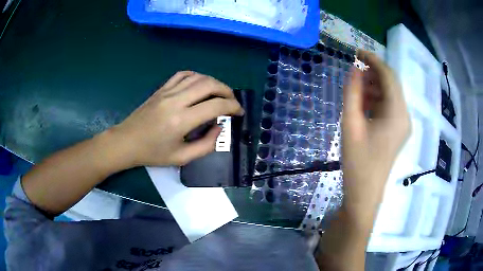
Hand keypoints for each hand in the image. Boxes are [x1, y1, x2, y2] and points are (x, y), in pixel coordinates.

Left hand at [112, 71, 243, 166]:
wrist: (127, 142)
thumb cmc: (153, 153)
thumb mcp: (182, 158)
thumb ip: (206, 144)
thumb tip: (219, 127)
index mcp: (181, 120)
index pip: (216, 106)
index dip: (233, 107)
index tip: (239, 113)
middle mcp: (176, 101)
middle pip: (209, 85)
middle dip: (227, 91)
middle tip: (232, 101)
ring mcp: (167, 91)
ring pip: (198, 77)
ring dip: (214, 82)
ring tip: (220, 93)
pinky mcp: (161, 88)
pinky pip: (183, 74)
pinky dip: (197, 76)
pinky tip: (200, 85)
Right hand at [341, 51, 409, 227]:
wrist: (365, 194)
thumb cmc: (357, 162)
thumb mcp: (350, 124)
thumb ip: (352, 93)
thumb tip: (355, 68)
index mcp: (397, 114)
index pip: (389, 76)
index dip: (373, 60)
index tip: (356, 52)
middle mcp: (404, 116)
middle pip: (392, 84)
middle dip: (373, 73)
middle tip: (354, 72)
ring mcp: (402, 125)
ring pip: (390, 95)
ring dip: (374, 87)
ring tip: (356, 89)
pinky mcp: (397, 131)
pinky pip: (389, 107)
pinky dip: (376, 100)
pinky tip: (363, 104)